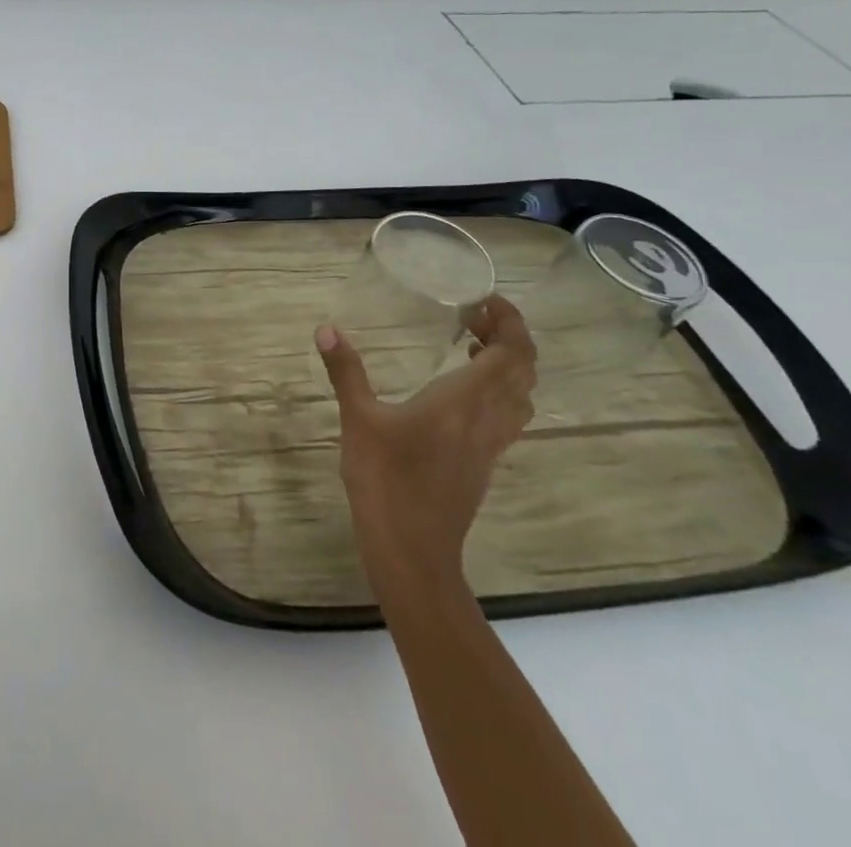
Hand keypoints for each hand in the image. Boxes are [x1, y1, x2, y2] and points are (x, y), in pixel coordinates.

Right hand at [314, 294, 536, 594]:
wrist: (412, 551)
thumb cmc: (386, 481)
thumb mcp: (359, 420)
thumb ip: (346, 372)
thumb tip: (327, 329)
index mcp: (463, 402)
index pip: (511, 354)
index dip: (510, 323)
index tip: (486, 300)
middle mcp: (487, 419)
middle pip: (523, 371)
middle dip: (509, 338)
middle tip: (473, 316)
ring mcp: (489, 445)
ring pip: (520, 396)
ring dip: (508, 366)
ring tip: (471, 346)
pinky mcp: (482, 463)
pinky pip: (507, 416)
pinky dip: (498, 391)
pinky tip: (460, 391)